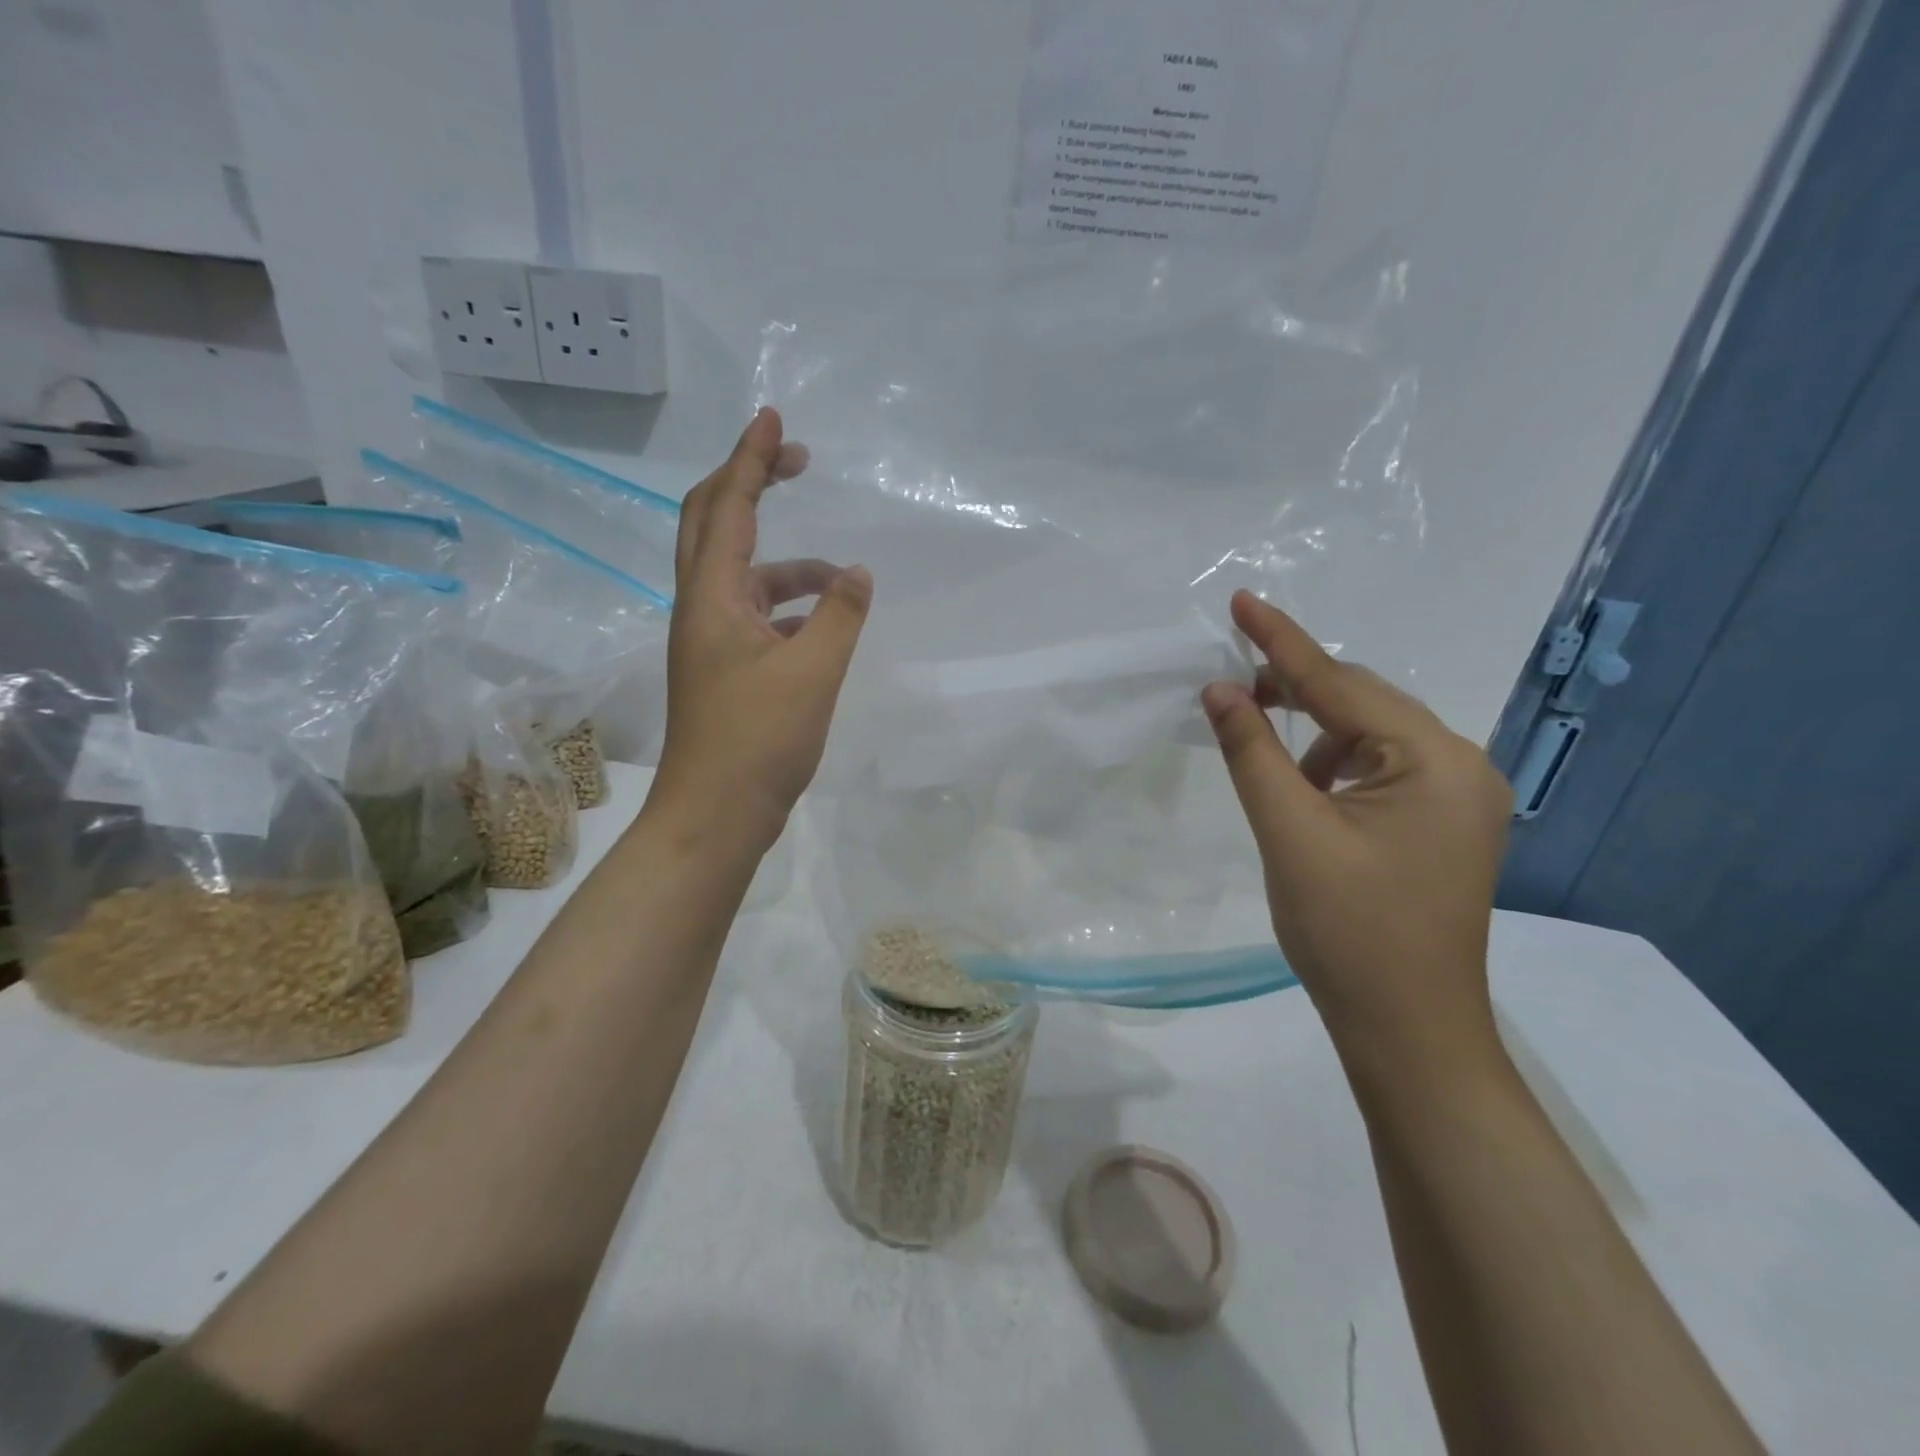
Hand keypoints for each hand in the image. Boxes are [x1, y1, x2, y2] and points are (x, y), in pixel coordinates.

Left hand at [651, 408, 871, 853]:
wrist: (715, 816)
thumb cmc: (759, 741)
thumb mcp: (813, 672)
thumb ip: (839, 616)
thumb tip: (857, 574)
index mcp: (712, 598)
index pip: (727, 506)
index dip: (750, 458)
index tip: (774, 418)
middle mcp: (702, 609)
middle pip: (714, 524)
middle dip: (752, 484)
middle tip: (797, 461)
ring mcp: (711, 642)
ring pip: (745, 578)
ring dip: (789, 565)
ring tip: (842, 579)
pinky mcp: (725, 671)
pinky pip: (757, 618)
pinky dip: (789, 608)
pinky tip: (823, 626)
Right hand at [1202, 591, 1512, 1079]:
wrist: (1408, 1028)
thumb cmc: (1347, 930)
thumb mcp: (1289, 832)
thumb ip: (1252, 752)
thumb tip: (1220, 690)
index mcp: (1435, 761)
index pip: (1341, 684)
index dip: (1281, 642)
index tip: (1241, 600)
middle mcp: (1462, 766)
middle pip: (1365, 702)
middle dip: (1297, 688)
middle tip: (1234, 684)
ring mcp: (1461, 797)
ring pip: (1373, 735)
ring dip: (1316, 732)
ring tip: (1268, 756)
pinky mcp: (1447, 823)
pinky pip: (1385, 768)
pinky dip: (1338, 764)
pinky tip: (1309, 793)